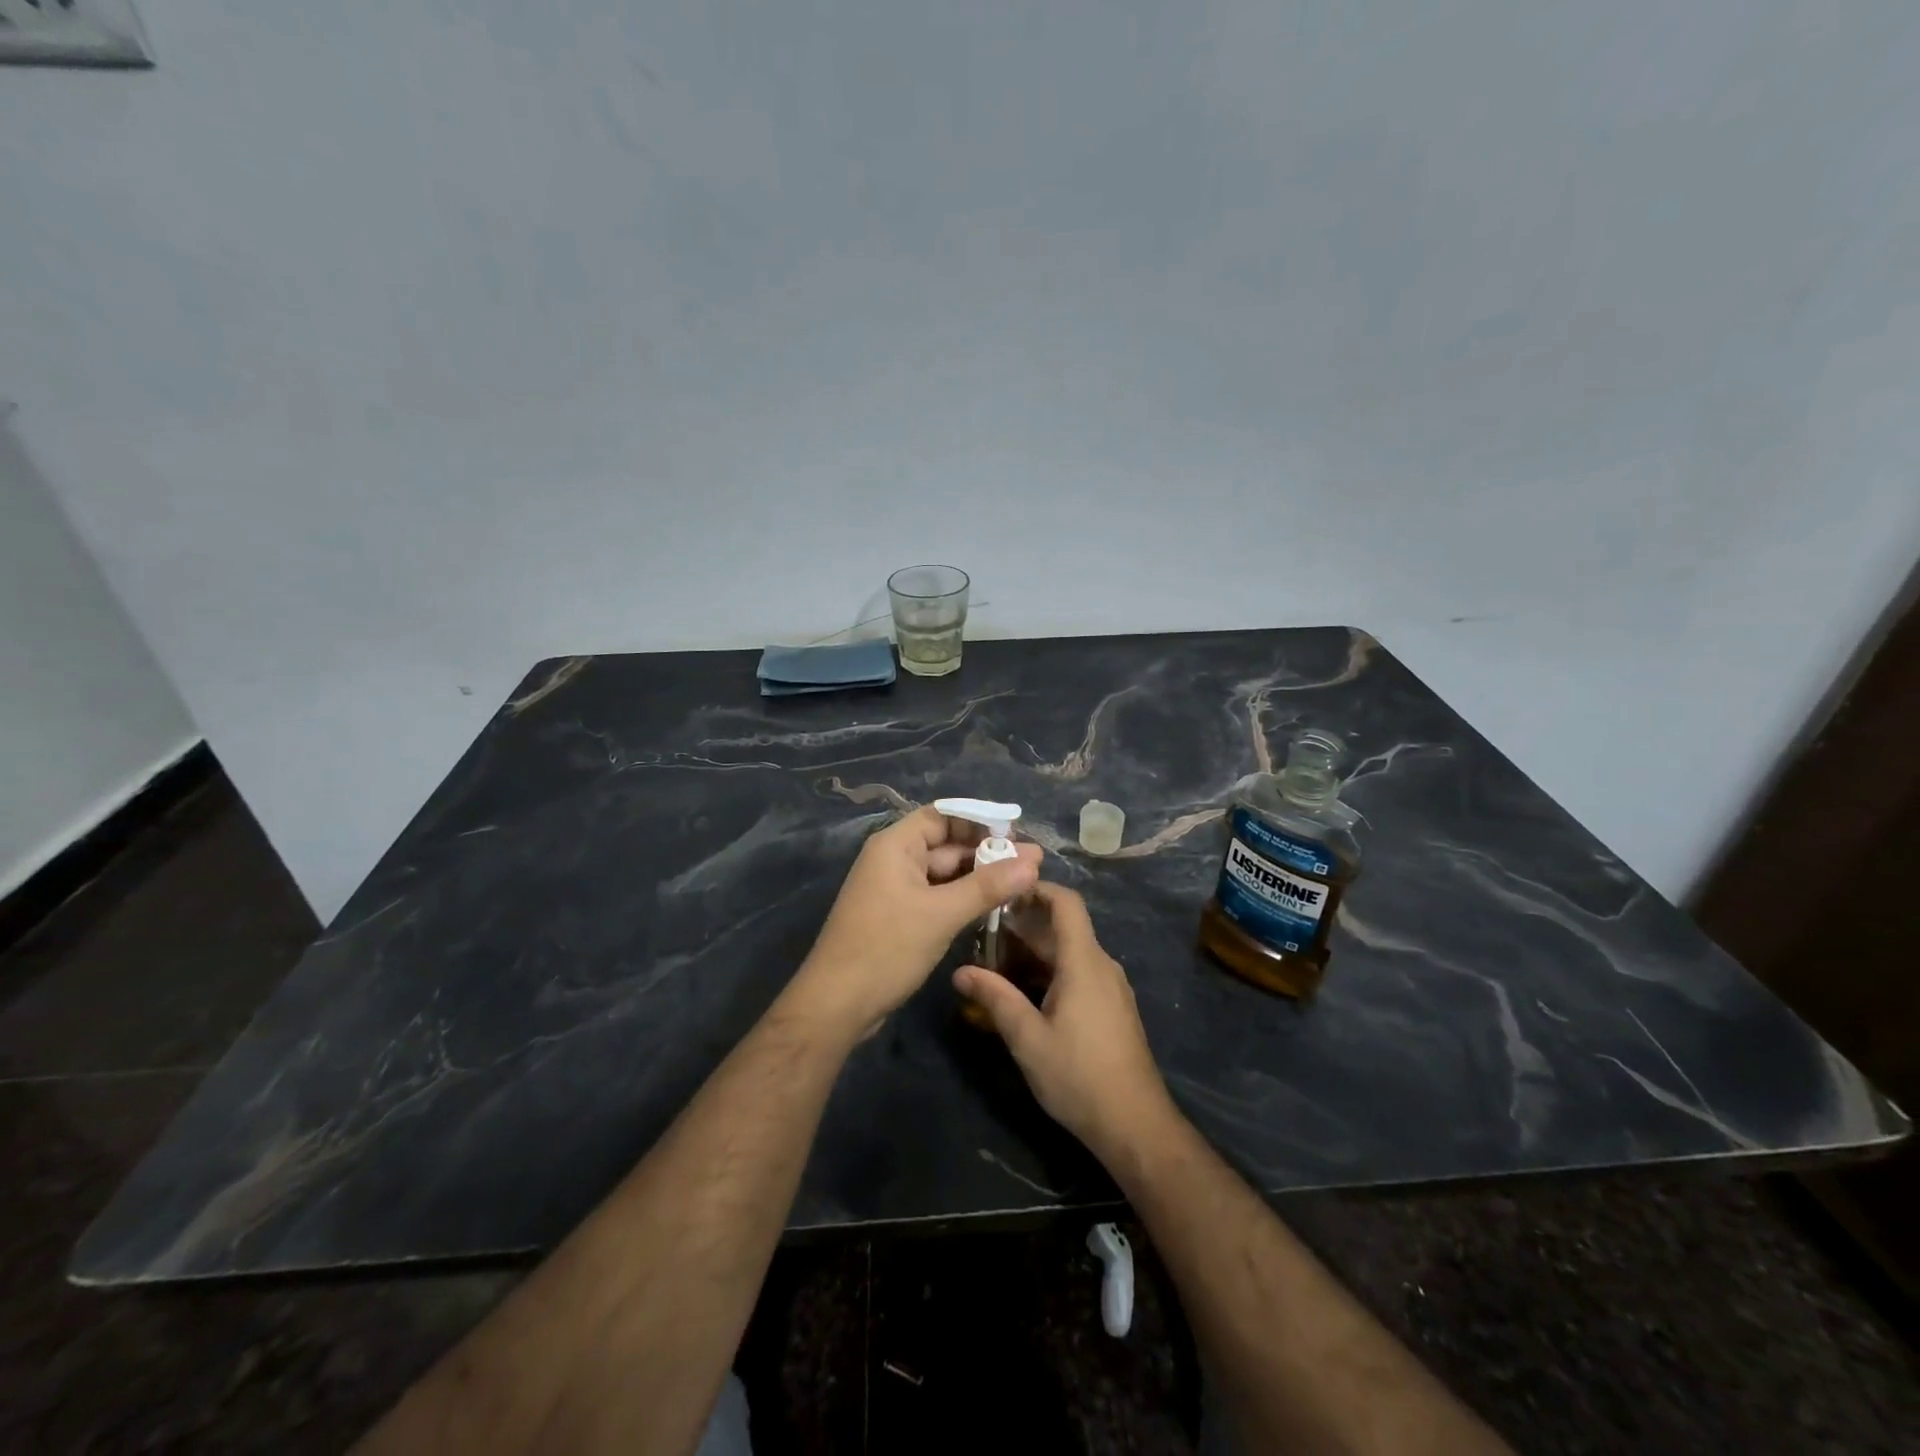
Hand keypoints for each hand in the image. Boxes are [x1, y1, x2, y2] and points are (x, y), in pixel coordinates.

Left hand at [789, 805, 1041, 1036]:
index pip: (942, 816)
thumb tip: (1033, 862)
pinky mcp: (900, 917)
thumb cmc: (886, 948)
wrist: (836, 1005)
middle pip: (946, 844)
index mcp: (895, 845)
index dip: (980, 819)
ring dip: (980, 877)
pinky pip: (938, 896)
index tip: (1017, 829)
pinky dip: (964, 898)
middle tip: (1034, 862)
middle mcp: (894, 860)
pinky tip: (994, 906)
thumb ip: (987, 886)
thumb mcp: (941, 914)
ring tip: (1025, 882)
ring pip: (945, 873)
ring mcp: (895, 890)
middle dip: (988, 852)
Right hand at [953, 882, 1175, 1164]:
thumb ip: (995, 998)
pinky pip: (1078, 973)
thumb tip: (959, 971)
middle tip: (983, 930)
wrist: (1134, 1124)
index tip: (1003, 889)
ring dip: (1035, 951)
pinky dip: (1050, 971)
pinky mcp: (1111, 1008)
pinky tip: (1024, 992)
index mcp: (1084, 962)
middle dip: (1025, 924)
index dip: (1037, 888)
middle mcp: (1101, 965)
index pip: (1066, 903)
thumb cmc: (1079, 1075)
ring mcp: (1110, 987)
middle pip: (1064, 928)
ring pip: (1069, 953)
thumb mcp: (1028, 1038)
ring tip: (995, 961)